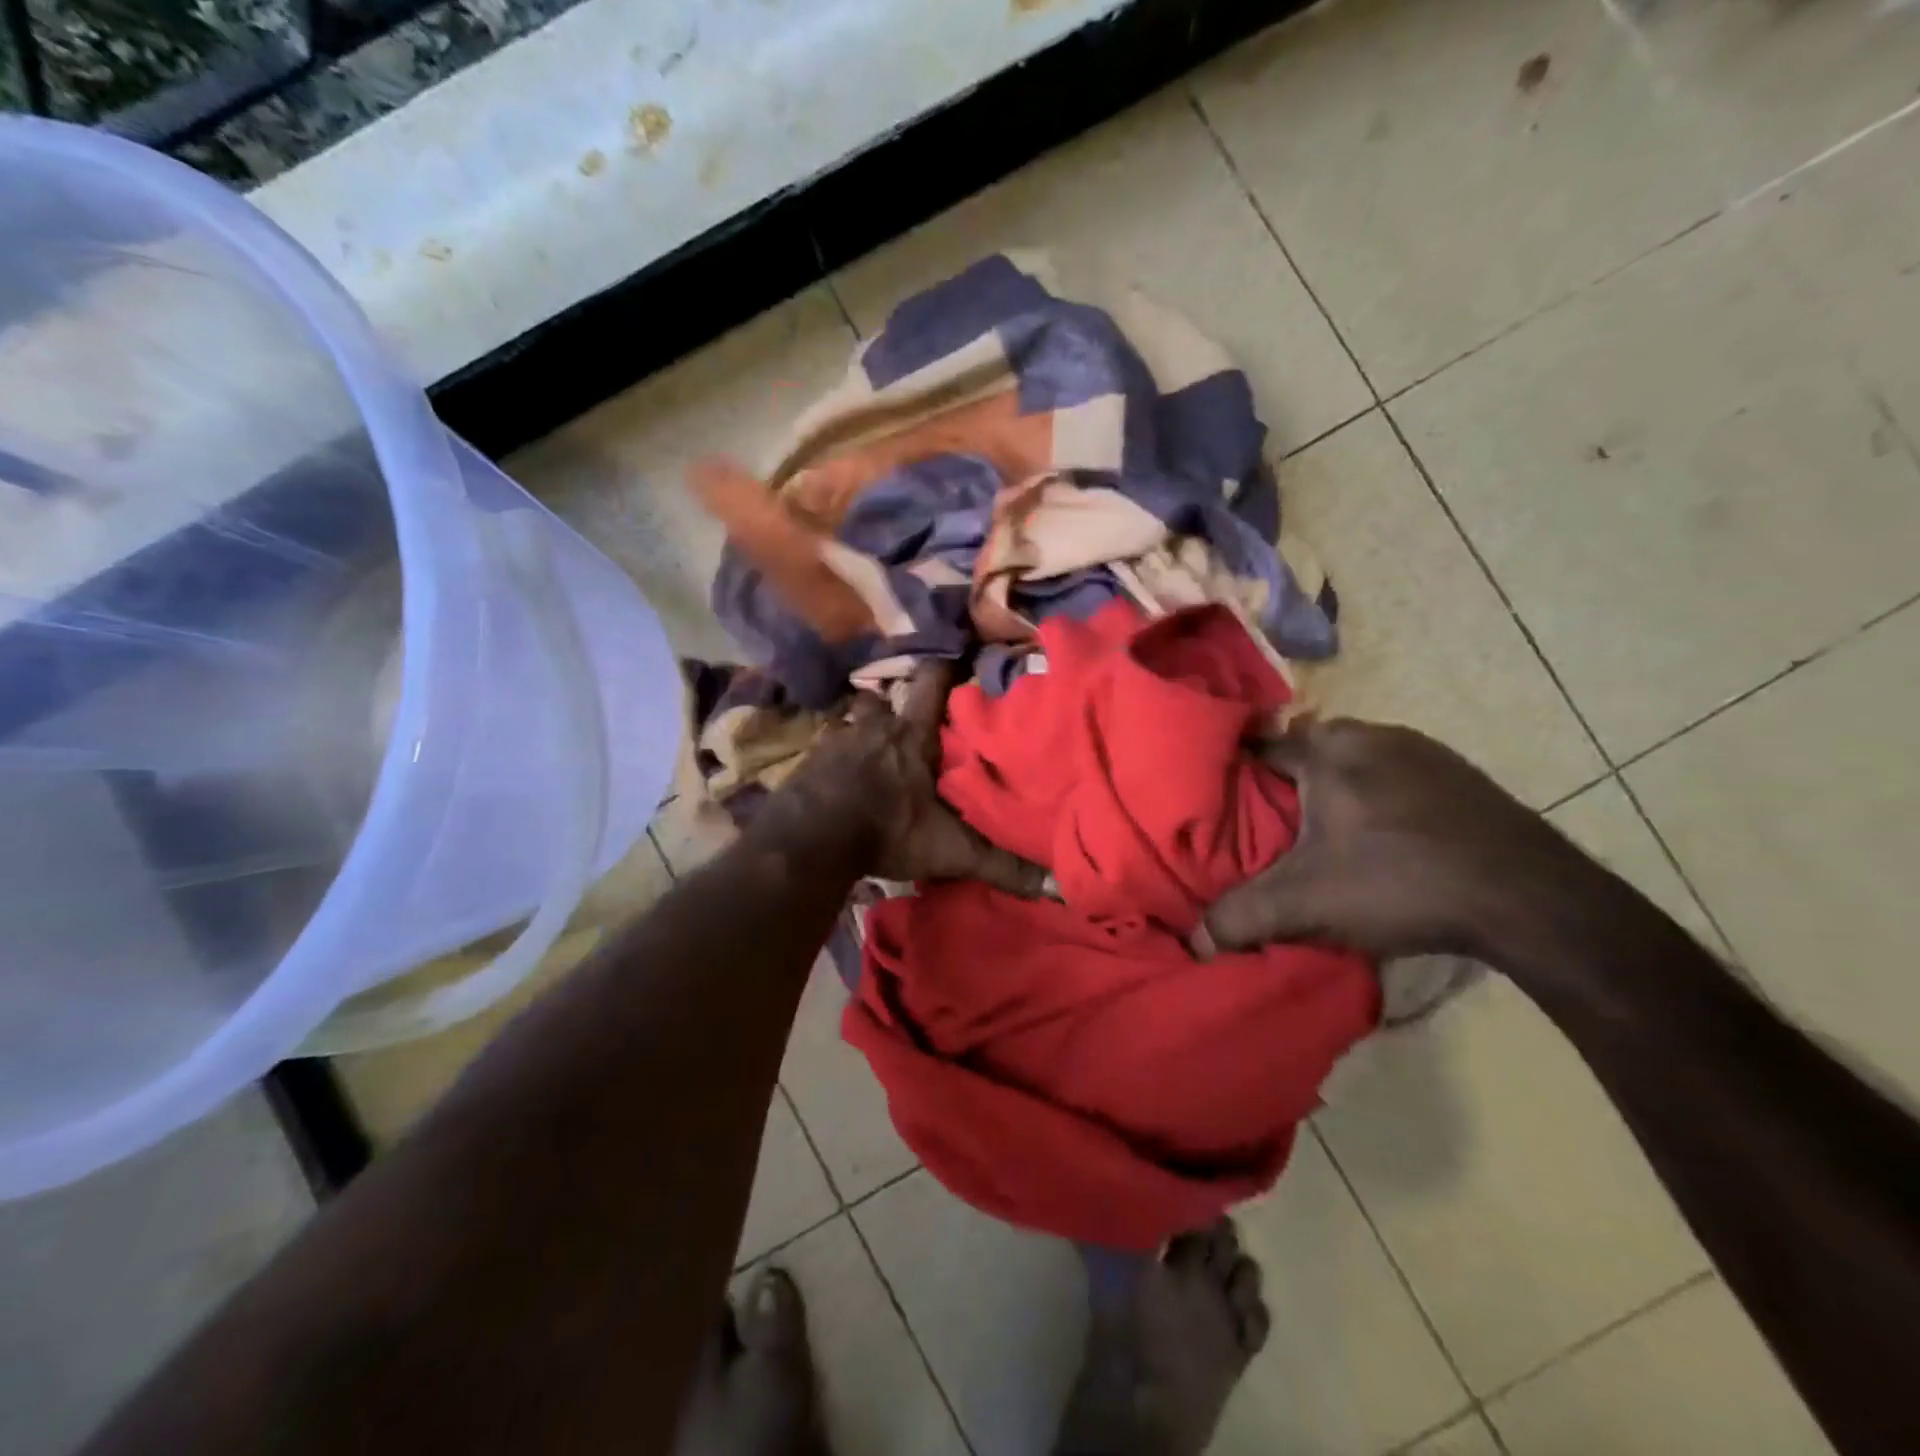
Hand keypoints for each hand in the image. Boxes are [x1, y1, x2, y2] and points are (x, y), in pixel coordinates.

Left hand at [776, 662, 1047, 896]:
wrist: (809, 839)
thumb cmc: (886, 831)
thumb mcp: (950, 851)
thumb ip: (999, 863)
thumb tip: (1058, 886)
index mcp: (912, 736)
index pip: (933, 682)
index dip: (945, 667)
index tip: (958, 658)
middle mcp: (875, 726)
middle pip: (888, 700)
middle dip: (899, 707)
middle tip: (912, 723)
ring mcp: (838, 739)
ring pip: (856, 720)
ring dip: (865, 730)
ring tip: (875, 748)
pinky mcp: (810, 758)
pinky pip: (828, 744)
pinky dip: (836, 754)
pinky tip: (839, 774)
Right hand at [1205, 718, 1596, 961]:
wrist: (1532, 899)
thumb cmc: (1401, 882)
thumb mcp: (1307, 904)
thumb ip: (1241, 917)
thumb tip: (1195, 941)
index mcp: (1329, 749)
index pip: (1260, 746)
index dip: (1235, 774)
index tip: (1220, 802)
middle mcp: (1373, 734)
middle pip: (1306, 753)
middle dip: (1284, 784)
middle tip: (1267, 827)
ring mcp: (1424, 751)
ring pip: (1352, 763)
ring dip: (1333, 791)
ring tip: (1320, 836)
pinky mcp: (1461, 776)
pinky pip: (1394, 776)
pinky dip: (1375, 799)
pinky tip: (1381, 841)